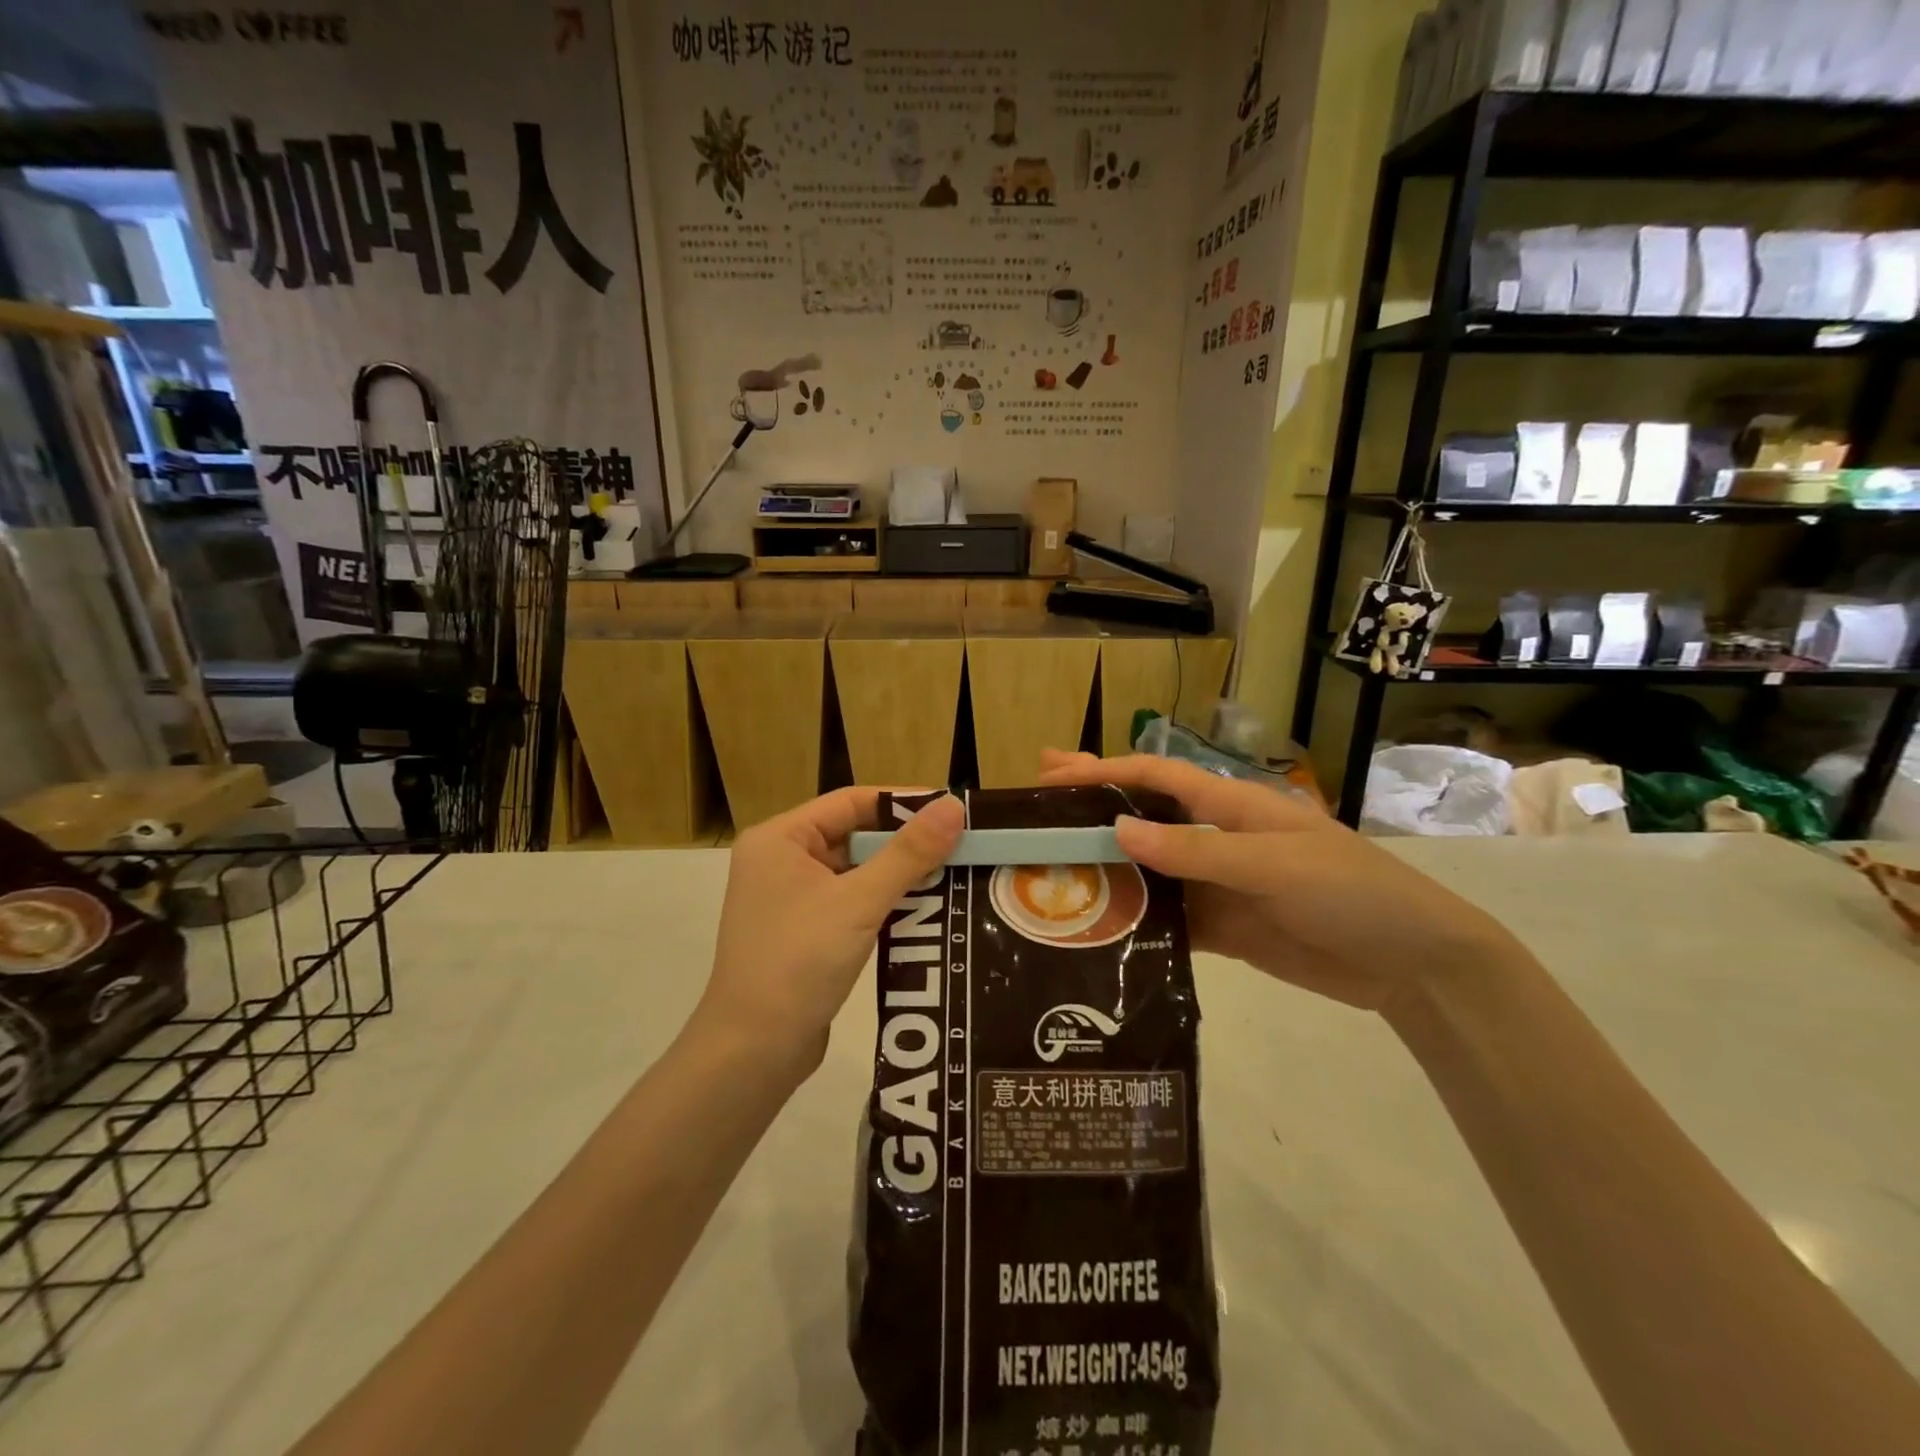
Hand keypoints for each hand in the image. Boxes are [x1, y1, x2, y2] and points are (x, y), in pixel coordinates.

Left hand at [696, 788, 965, 1074]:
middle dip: (905, 841)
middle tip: (960, 844)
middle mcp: (780, 859)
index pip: (851, 801)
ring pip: (855, 870)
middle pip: (854, 834)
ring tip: (953, 872)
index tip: (951, 809)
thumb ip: (909, 853)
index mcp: (780, 838)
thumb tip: (953, 806)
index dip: (903, 802)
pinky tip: (923, 907)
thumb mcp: (859, 901)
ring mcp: (789, 897)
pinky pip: (849, 900)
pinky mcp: (802, 930)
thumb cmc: (799, 961)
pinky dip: (883, 901)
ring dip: (898, 872)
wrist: (753, 1051)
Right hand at [1039, 751, 1518, 1013]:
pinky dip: (1134, 919)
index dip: (1104, 769)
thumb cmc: (1349, 892)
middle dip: (1092, 804)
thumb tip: (1116, 828)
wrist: (1412, 965)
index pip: (1155, 775)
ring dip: (1104, 866)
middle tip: (1035, 799)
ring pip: (1148, 868)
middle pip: (1143, 815)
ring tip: (1049, 868)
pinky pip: (1167, 917)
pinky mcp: (1223, 927)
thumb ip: (1194, 849)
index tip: (1053, 773)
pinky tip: (1096, 926)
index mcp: (1231, 805)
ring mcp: (1217, 884)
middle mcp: (1216, 837)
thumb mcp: (1272, 864)